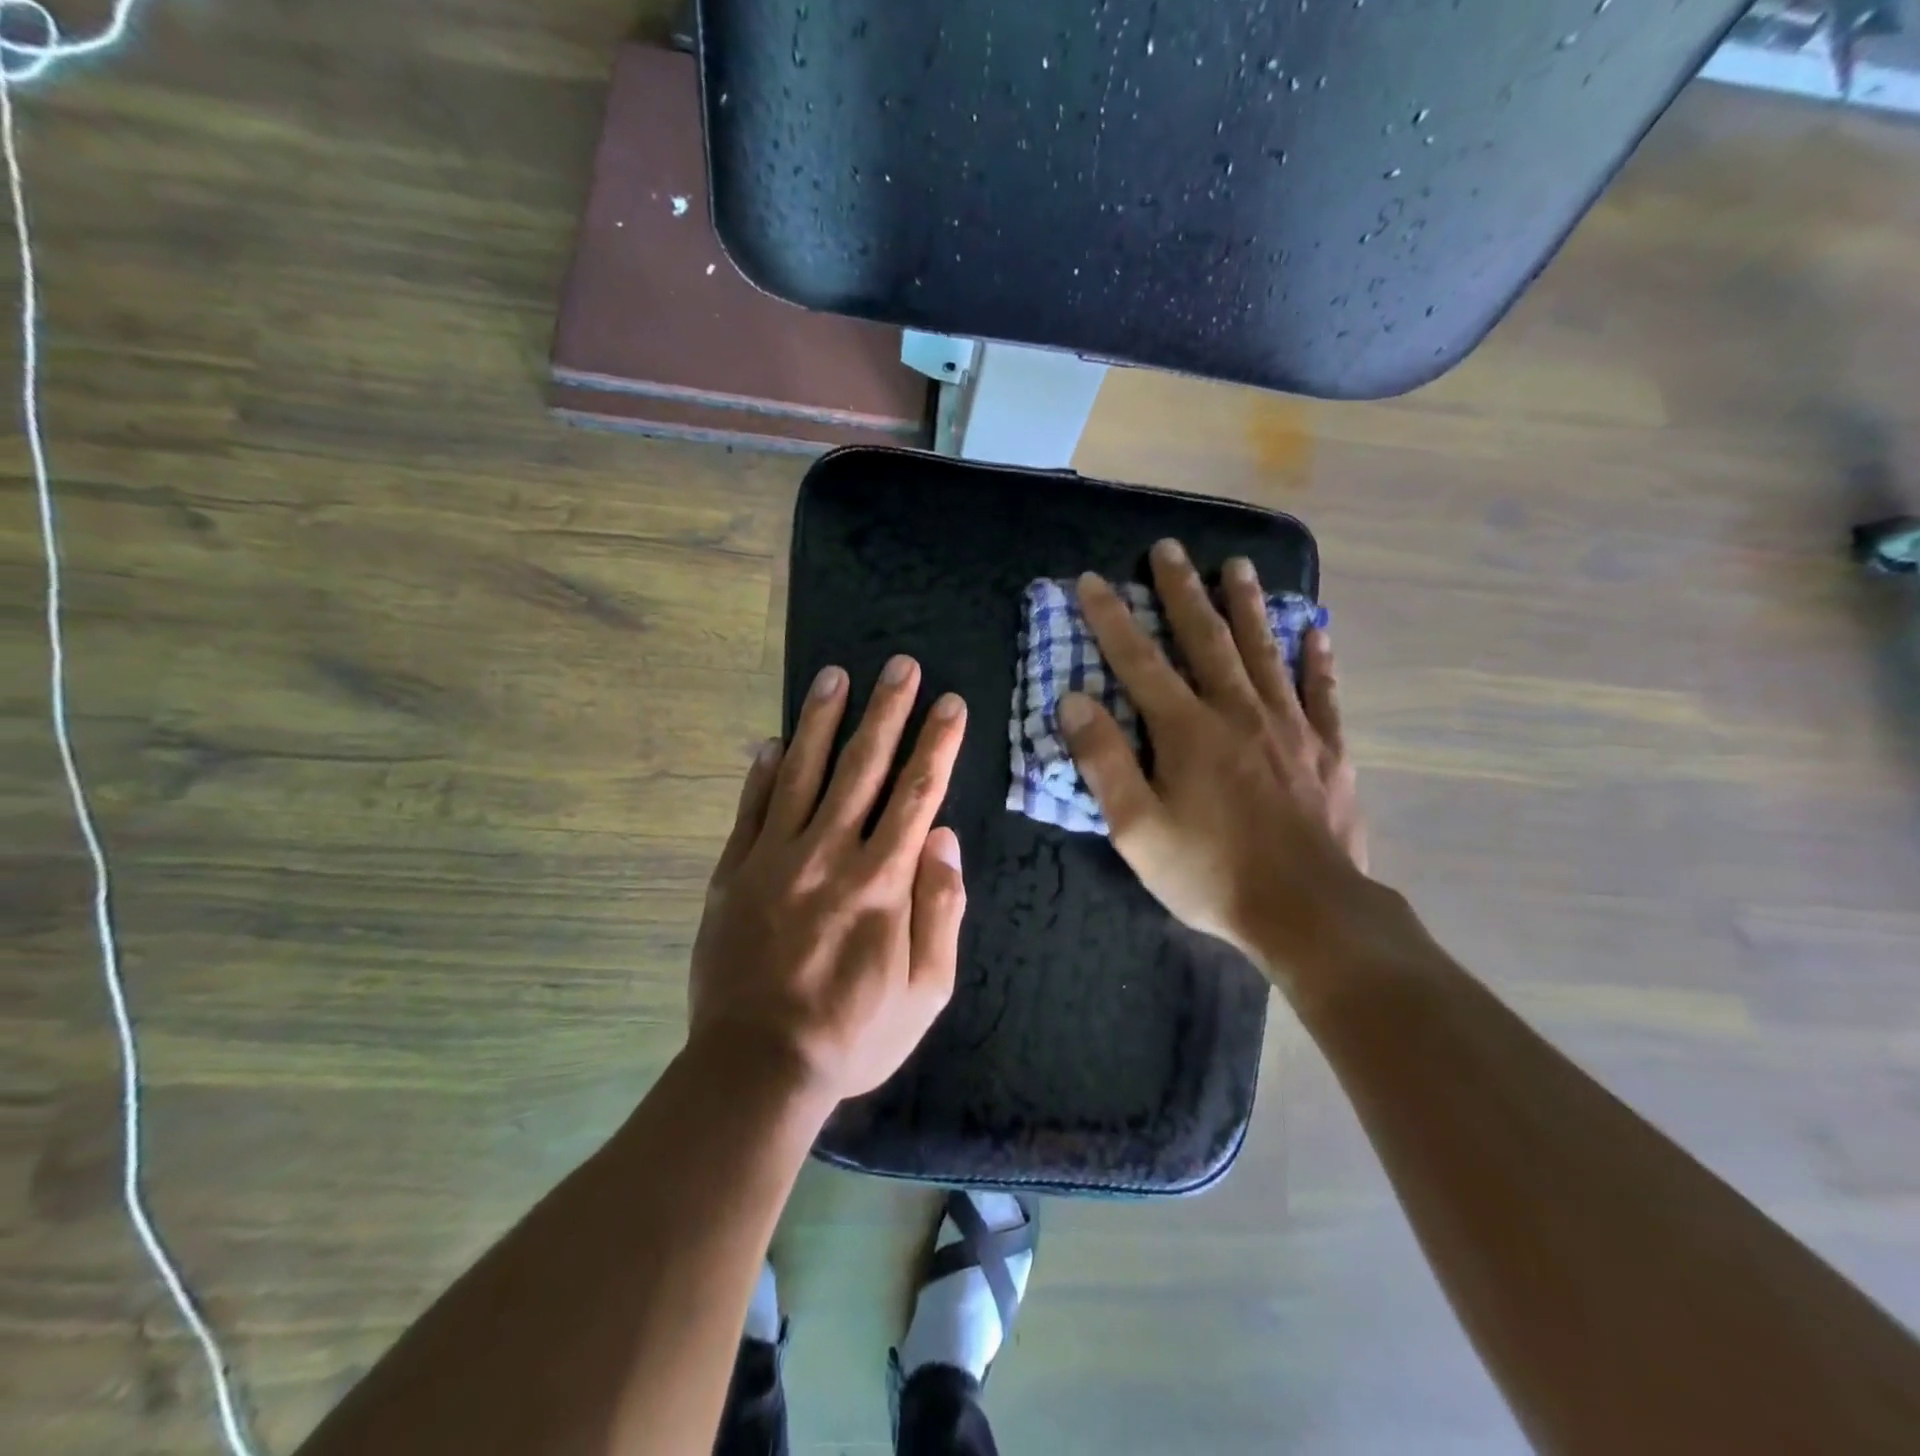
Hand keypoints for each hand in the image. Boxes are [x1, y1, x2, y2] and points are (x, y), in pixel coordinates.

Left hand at [689, 656, 967, 1106]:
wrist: (757, 1066)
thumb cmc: (854, 1033)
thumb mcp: (926, 990)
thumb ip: (941, 911)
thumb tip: (945, 840)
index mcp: (882, 881)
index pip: (917, 794)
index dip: (937, 744)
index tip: (950, 704)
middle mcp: (829, 854)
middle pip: (862, 767)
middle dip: (887, 711)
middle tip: (900, 665)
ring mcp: (774, 858)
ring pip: (802, 772)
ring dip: (821, 720)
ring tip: (835, 676)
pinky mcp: (733, 873)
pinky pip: (750, 809)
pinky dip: (761, 772)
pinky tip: (771, 741)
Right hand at [1058, 539, 1368, 976]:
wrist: (1309, 912)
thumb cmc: (1211, 874)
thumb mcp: (1137, 829)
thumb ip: (1104, 761)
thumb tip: (1074, 700)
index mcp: (1187, 730)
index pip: (1140, 661)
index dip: (1112, 619)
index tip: (1092, 581)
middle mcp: (1238, 712)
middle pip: (1205, 639)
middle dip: (1182, 592)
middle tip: (1168, 548)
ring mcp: (1289, 728)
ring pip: (1264, 651)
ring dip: (1247, 606)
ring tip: (1238, 565)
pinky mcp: (1327, 750)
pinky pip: (1320, 692)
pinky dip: (1316, 658)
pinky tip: (1315, 631)